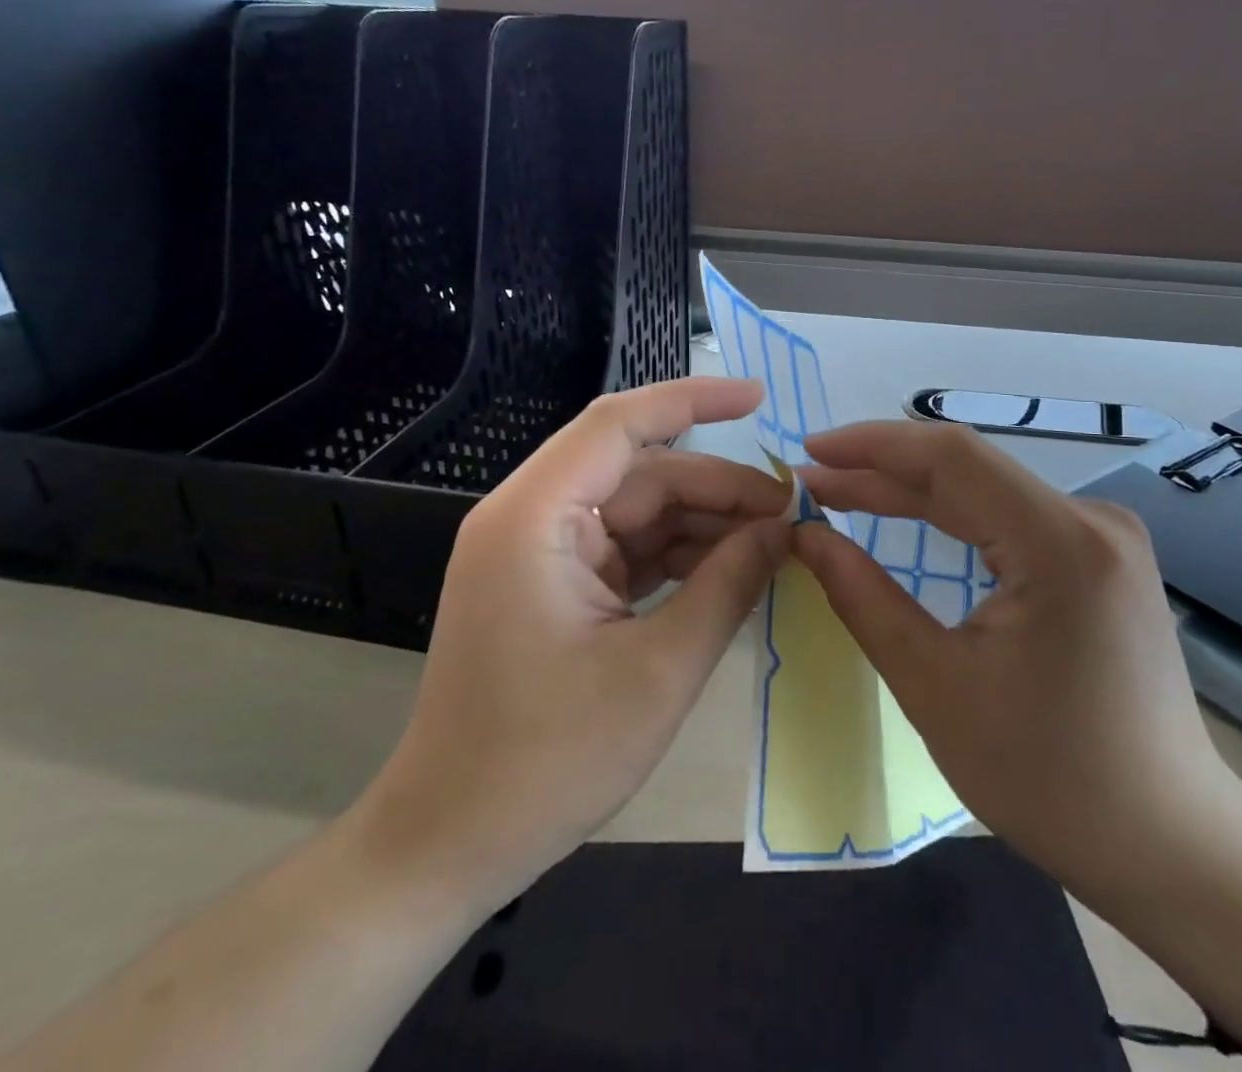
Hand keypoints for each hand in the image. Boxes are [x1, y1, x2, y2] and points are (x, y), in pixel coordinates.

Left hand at [354, 378, 790, 909]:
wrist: (450, 844)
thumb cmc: (547, 760)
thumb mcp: (660, 669)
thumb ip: (729, 584)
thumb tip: (785, 528)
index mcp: (536, 517)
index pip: (620, 423)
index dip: (693, 400)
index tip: (759, 397)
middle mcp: (532, 517)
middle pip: (642, 473)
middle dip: (718, 489)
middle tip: (791, 515)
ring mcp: (541, 552)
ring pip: (640, 510)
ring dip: (704, 524)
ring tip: (773, 546)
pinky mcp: (554, 584)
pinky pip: (627, 548)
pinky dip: (678, 556)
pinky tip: (731, 571)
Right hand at [794, 421, 1241, 923]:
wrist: (1167, 842)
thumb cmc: (1047, 777)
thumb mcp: (934, 686)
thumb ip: (863, 598)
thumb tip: (807, 536)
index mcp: (1059, 543)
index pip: (950, 457)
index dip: (872, 445)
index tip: (809, 452)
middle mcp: (1091, 519)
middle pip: (967, 469)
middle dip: (882, 471)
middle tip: (812, 481)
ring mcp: (1103, 536)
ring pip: (987, 490)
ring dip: (913, 491)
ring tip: (843, 492)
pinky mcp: (1101, 557)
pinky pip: (1012, 516)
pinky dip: (952, 515)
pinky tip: (909, 516)